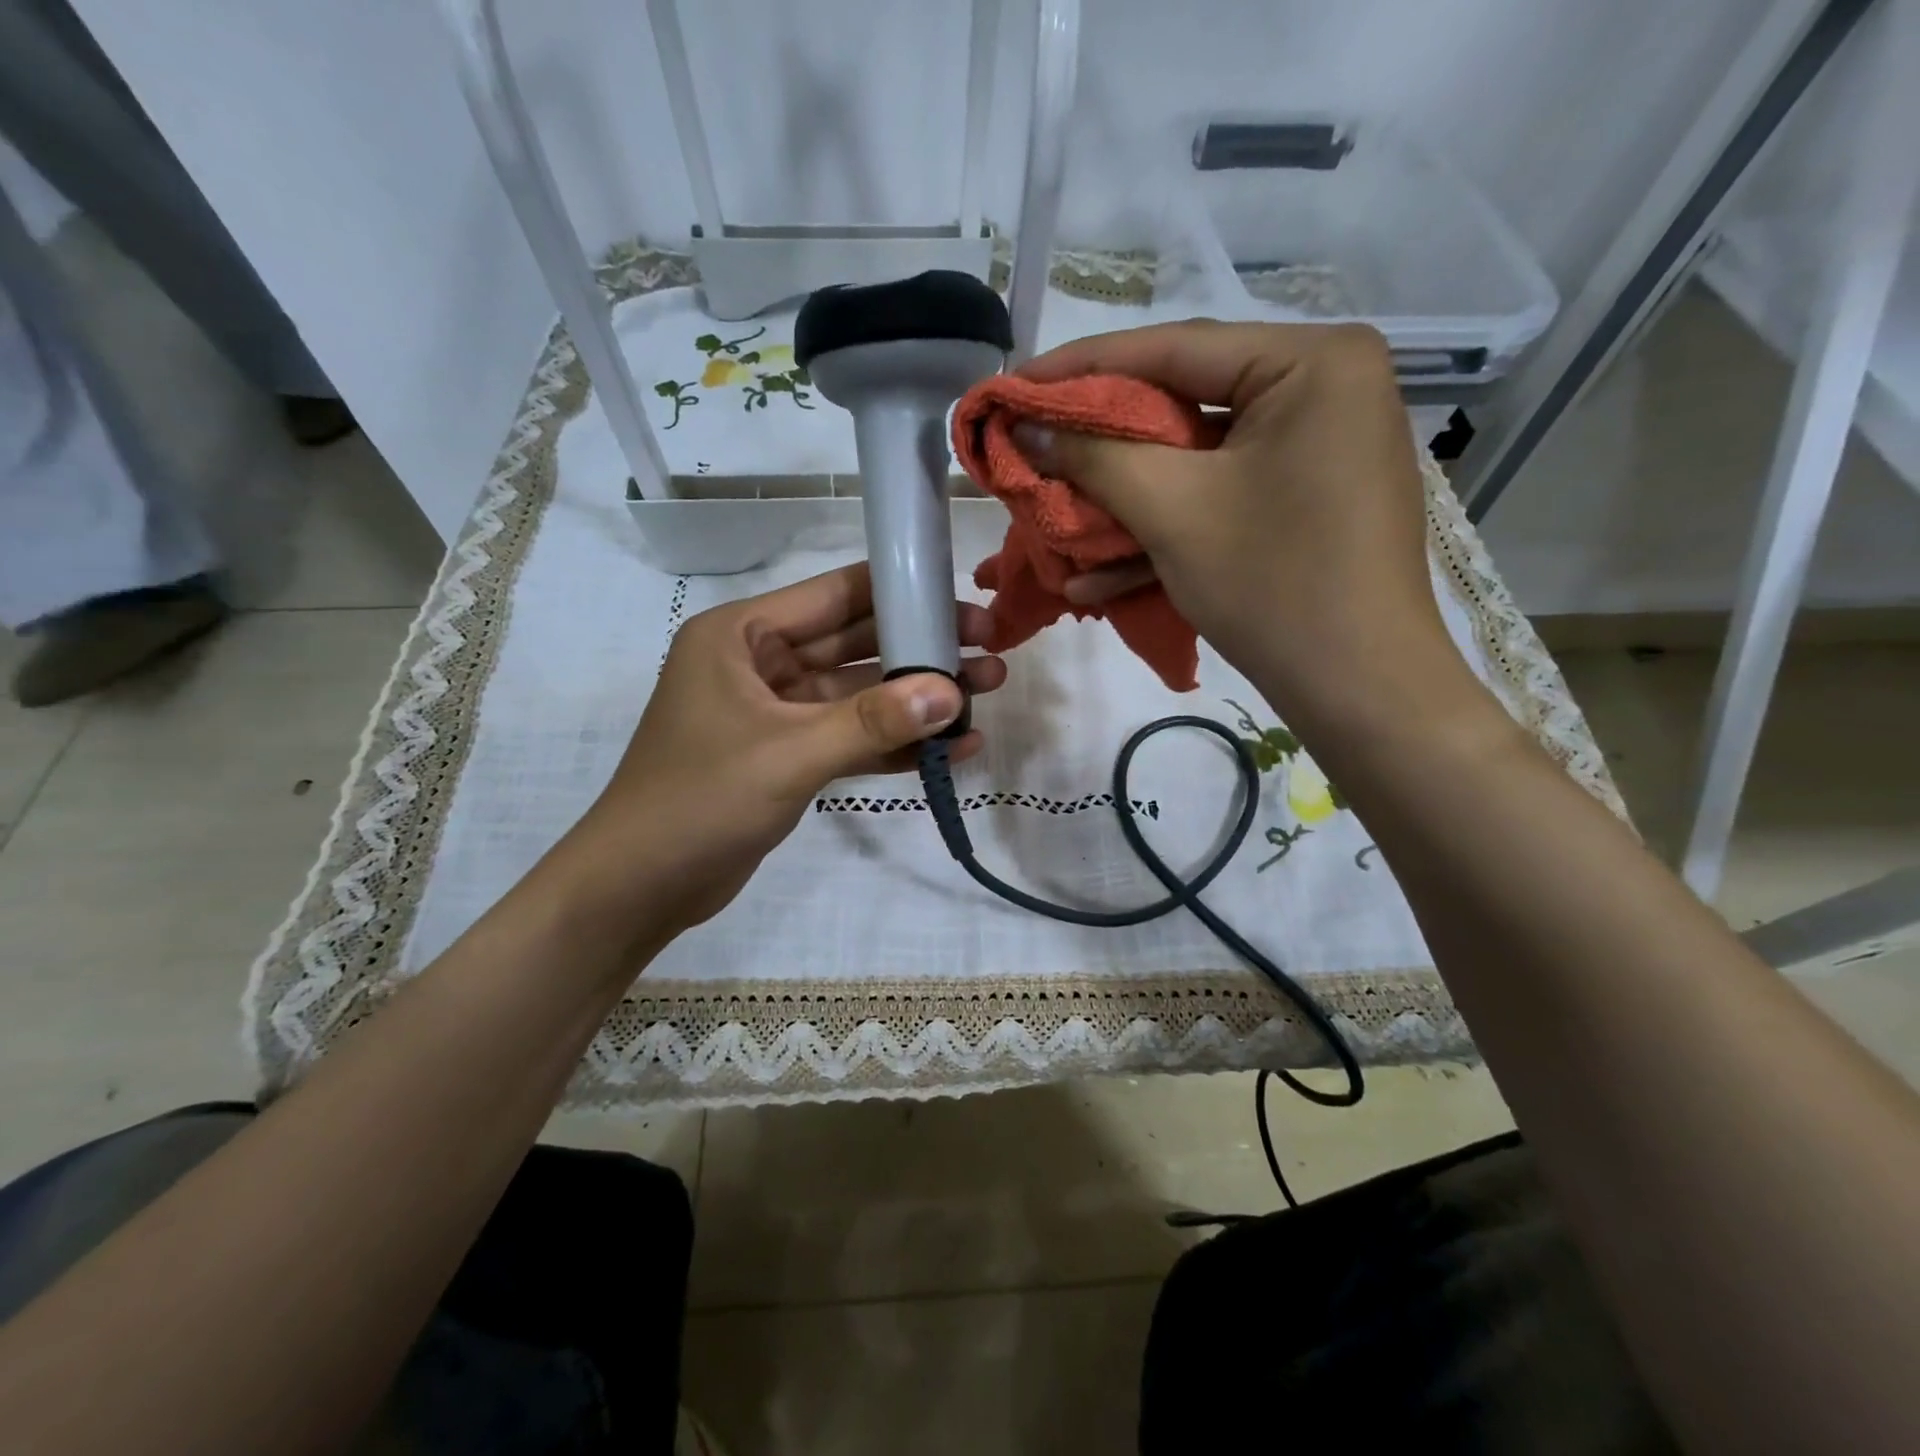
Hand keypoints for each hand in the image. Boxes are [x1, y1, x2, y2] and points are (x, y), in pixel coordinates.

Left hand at [561, 562, 1006, 938]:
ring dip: (916, 701)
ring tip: (988, 696)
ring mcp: (776, 712)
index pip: (836, 595)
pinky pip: (849, 737)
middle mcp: (760, 663)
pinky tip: (950, 752)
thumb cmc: (699, 801)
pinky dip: (893, 745)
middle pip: (856, 645)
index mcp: (742, 635)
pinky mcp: (788, 755)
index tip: (964, 604)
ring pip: (859, 695)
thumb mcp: (789, 755)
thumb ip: (872, 722)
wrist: (640, 888)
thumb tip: (953, 693)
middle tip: (993, 653)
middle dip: (922, 652)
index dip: (904, 594)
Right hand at [1017, 321, 1462, 731]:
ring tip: (1052, 519)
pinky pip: (1222, 499)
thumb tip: (1024, 425)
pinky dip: (1166, 532)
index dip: (1080, 369)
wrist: (1359, 690)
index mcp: (1310, 363)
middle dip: (1101, 447)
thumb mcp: (1172, 511)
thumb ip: (1093, 456)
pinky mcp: (1304, 503)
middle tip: (1033, 450)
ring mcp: (1316, 451)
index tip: (1014, 386)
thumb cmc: (1273, 583)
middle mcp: (1322, 390)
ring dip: (1123, 502)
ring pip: (1195, 462)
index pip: (1174, 349)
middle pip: (1183, 405)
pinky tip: (1098, 578)